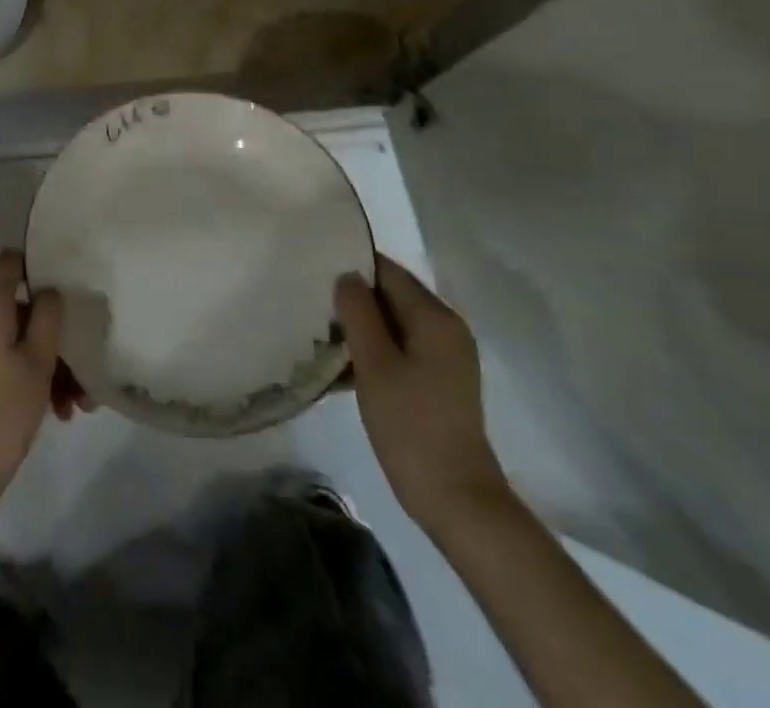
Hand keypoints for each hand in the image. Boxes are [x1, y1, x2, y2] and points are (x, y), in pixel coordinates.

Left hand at [0, 249, 65, 529]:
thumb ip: (48, 316)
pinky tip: (59, 413)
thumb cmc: (0, 412)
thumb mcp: (37, 361)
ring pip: (20, 340)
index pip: (12, 261)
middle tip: (85, 368)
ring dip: (51, 364)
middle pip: (23, 308)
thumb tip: (49, 290)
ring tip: (78, 405)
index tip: (69, 285)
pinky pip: (7, 361)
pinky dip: (32, 378)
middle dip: (57, 334)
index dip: (39, 265)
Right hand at [336, 254, 509, 528]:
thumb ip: (358, 313)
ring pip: (392, 323)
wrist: (458, 502)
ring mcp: (444, 355)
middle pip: (390, 295)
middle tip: (310, 307)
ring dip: (359, 329)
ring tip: (318, 338)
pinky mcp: (439, 380)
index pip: (386, 270)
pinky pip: (399, 348)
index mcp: (434, 316)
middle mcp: (445, 327)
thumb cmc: (412, 427)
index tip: (313, 273)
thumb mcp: (375, 365)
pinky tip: (341, 370)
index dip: (350, 266)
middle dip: (352, 300)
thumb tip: (346, 275)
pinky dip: (373, 352)